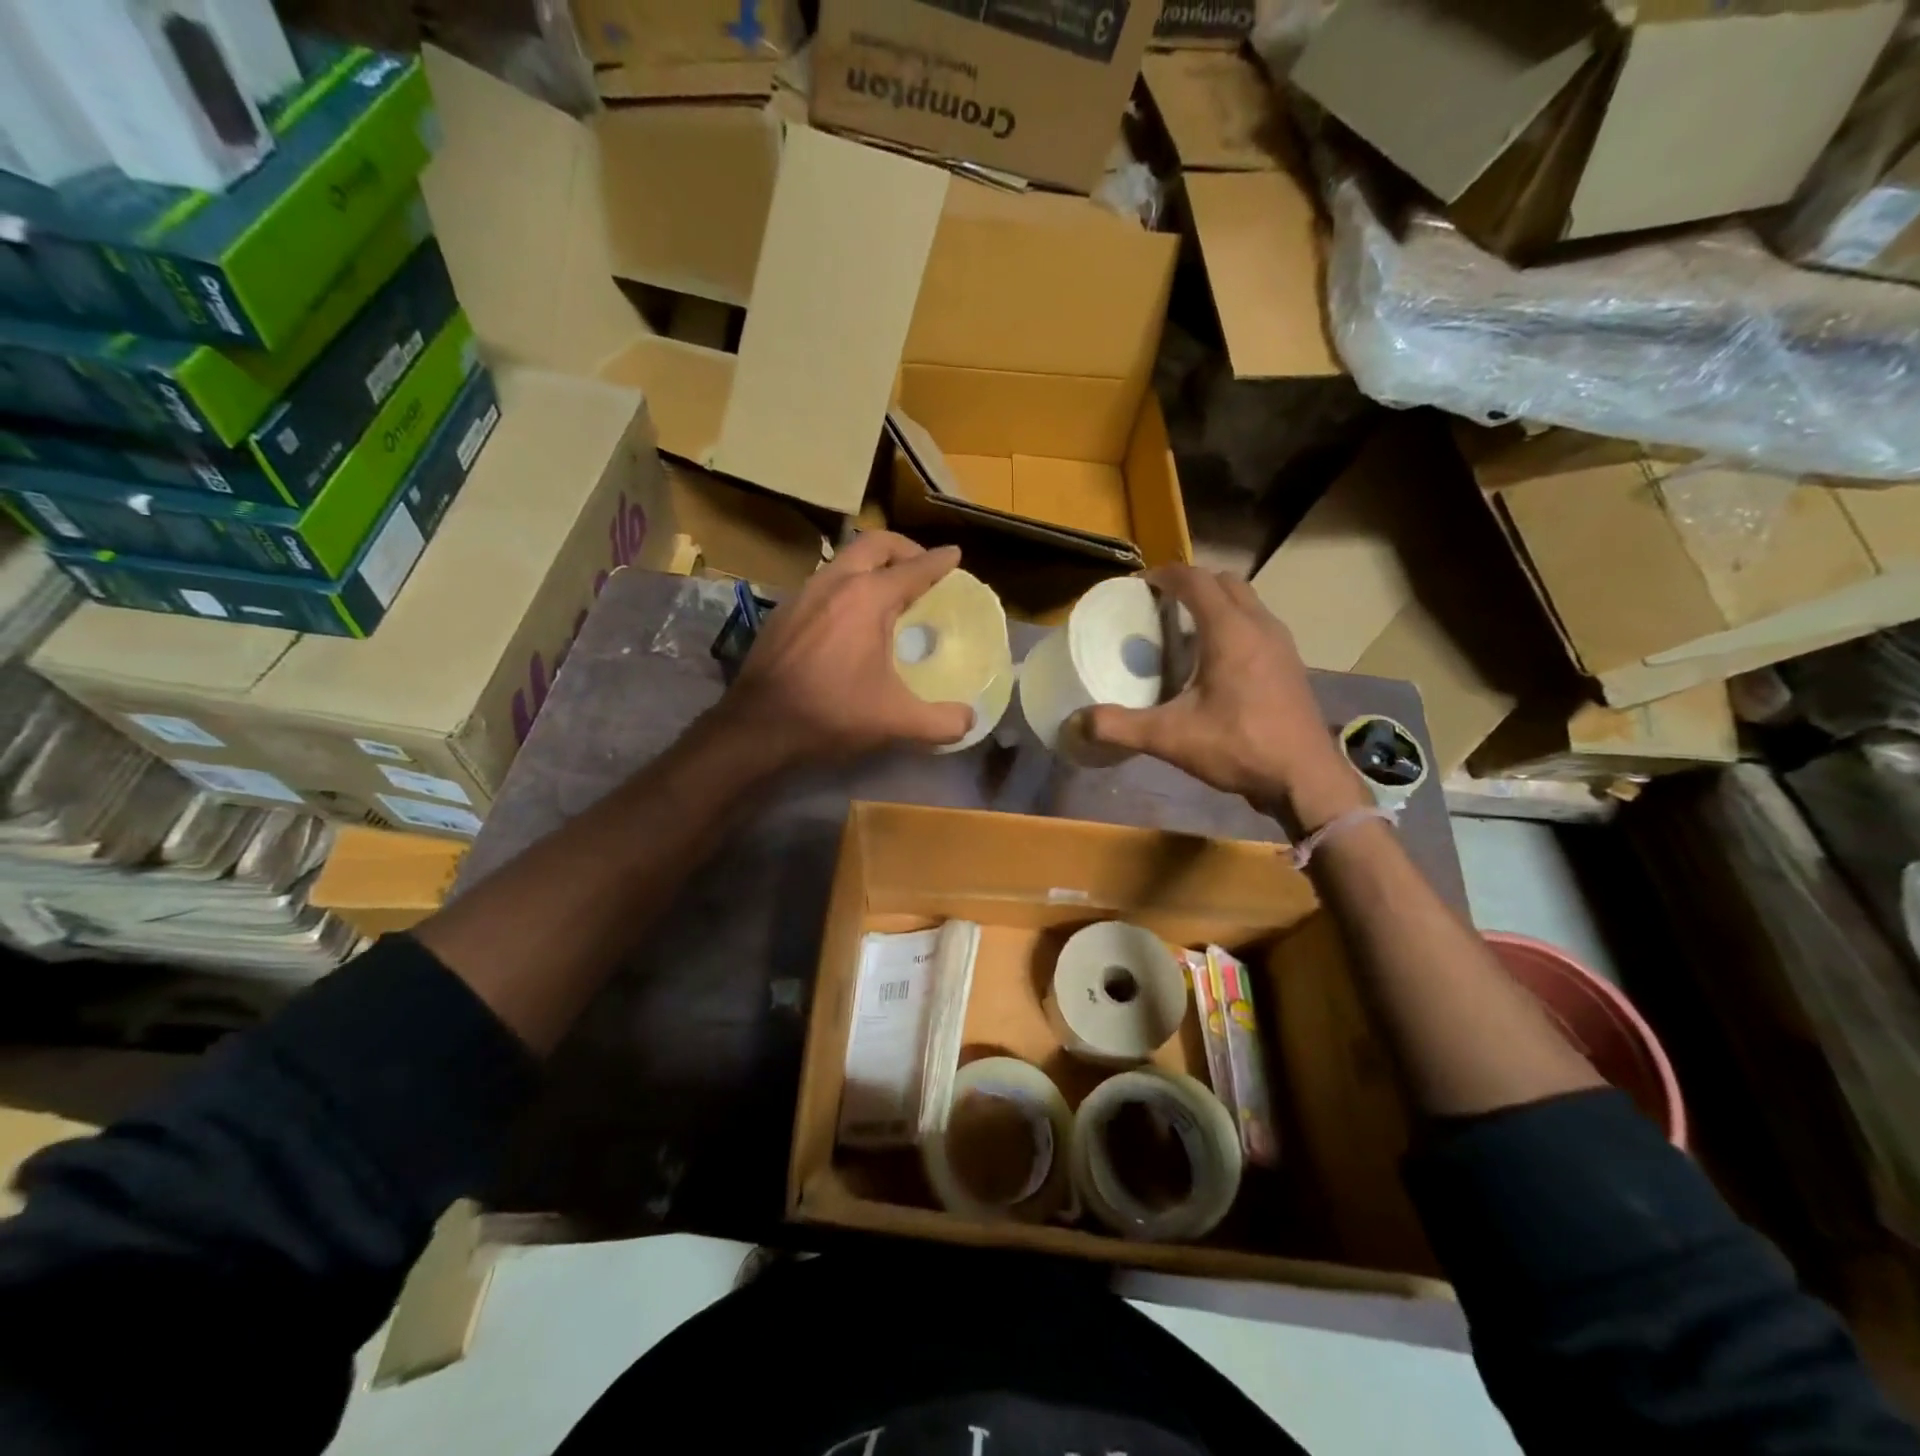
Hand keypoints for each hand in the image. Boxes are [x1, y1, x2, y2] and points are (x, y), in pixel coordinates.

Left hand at [718, 531, 972, 768]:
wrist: (759, 725)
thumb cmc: (832, 713)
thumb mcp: (896, 721)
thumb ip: (942, 721)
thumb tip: (970, 720)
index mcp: (868, 597)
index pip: (914, 568)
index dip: (939, 561)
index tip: (954, 555)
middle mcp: (836, 582)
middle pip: (875, 543)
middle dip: (903, 548)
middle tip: (920, 567)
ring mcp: (804, 592)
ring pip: (844, 559)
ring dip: (871, 564)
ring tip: (887, 590)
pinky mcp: (784, 610)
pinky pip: (824, 582)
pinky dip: (846, 585)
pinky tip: (848, 617)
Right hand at [1074, 565, 1370, 828]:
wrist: (1304, 778)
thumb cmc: (1239, 747)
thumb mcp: (1170, 738)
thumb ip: (1120, 726)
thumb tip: (1076, 722)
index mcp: (1229, 631)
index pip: (1195, 580)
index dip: (1165, 575)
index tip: (1139, 585)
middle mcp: (1259, 625)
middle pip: (1224, 582)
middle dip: (1191, 583)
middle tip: (1160, 604)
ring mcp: (1281, 643)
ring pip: (1246, 601)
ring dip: (1216, 602)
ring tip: (1185, 628)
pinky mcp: (1290, 663)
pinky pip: (1258, 624)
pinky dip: (1234, 623)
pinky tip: (1216, 659)